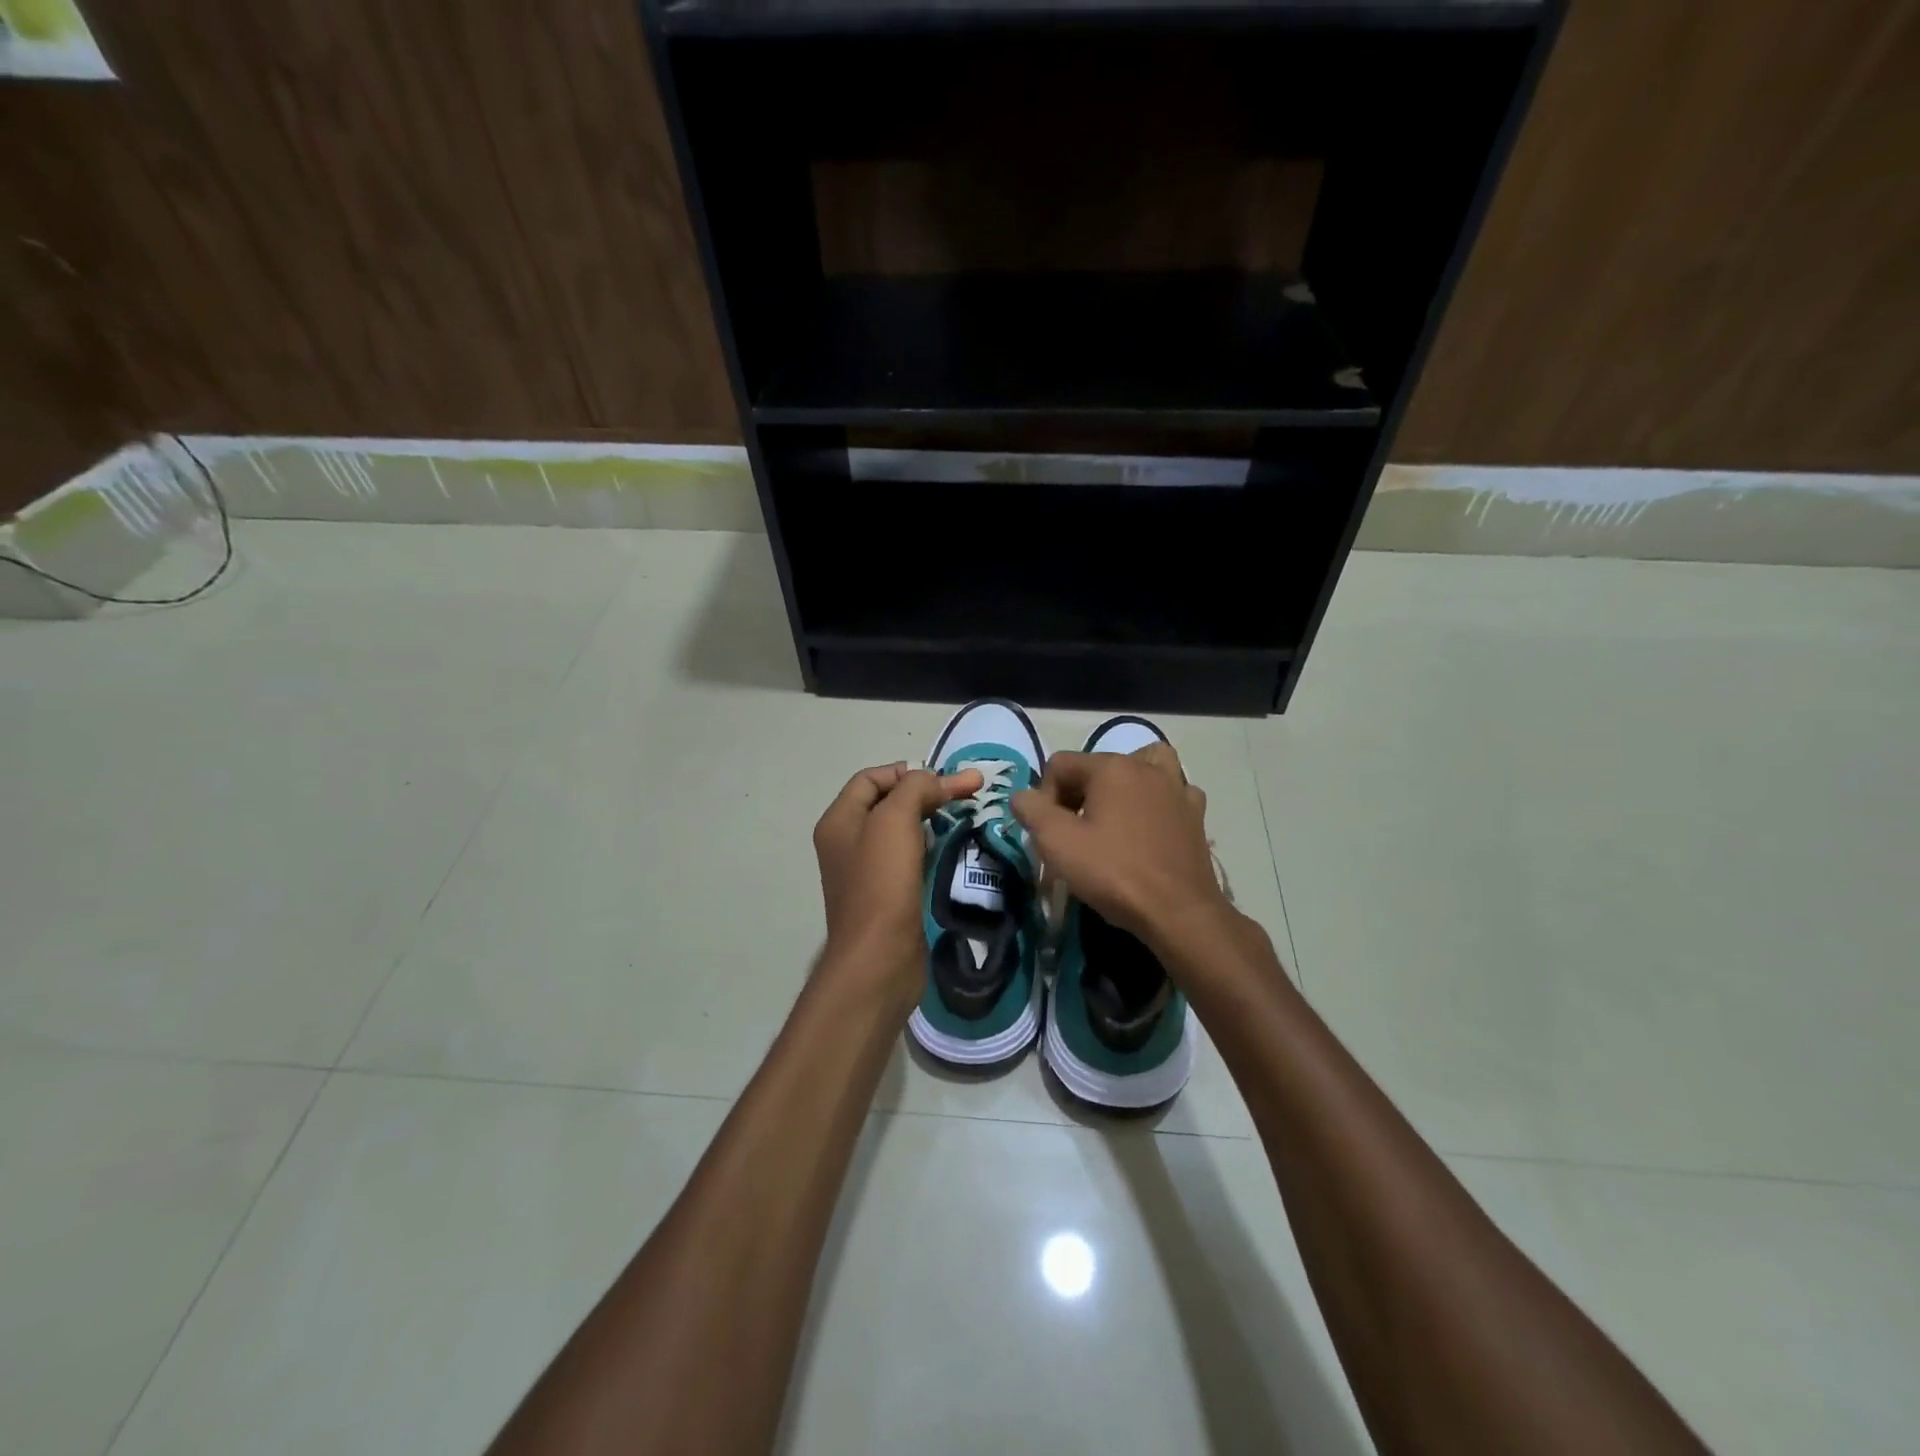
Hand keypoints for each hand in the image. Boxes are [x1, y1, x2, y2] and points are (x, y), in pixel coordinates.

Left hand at [812, 762, 981, 1009]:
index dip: (906, 771)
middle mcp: (848, 843)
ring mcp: (868, 872)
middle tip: (965, 794)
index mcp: (839, 821)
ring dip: (932, 821)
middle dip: (925, 794)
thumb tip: (938, 780)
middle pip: (888, 803)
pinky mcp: (889, 897)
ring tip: (965, 817)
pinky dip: (932, 850)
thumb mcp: (895, 820)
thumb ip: (916, 788)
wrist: (880, 959)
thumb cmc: (882, 883)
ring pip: (902, 833)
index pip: (871, 778)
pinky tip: (954, 850)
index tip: (944, 780)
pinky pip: (910, 861)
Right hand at [1012, 743, 1231, 951]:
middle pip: (1096, 767)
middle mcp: (1146, 767)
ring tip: (1114, 815)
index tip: (1049, 833)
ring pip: (1142, 768)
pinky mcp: (1195, 814)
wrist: (1178, 912)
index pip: (1059, 765)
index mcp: (1111, 767)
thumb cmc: (1113, 873)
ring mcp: (1176, 788)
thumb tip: (1023, 796)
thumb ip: (1031, 809)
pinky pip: (1171, 792)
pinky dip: (1157, 801)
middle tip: (1074, 834)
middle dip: (1078, 795)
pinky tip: (1149, 825)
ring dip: (1122, 786)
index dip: (1044, 797)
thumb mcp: (1057, 842)